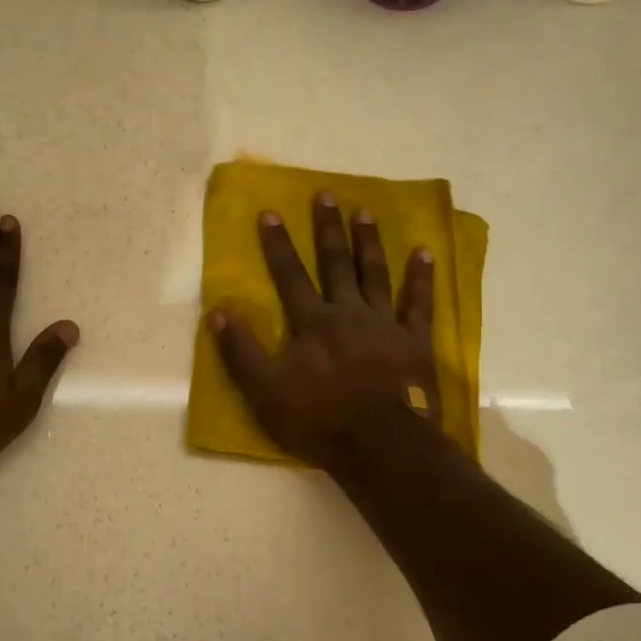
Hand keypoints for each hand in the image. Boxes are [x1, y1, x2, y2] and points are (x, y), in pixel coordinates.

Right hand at [209, 191, 438, 471]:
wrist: (381, 445)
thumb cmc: (319, 420)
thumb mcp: (265, 392)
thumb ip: (241, 352)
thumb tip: (216, 313)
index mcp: (312, 323)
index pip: (290, 276)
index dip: (278, 244)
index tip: (270, 212)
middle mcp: (348, 313)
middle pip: (335, 264)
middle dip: (328, 228)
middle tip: (326, 194)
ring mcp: (385, 324)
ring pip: (375, 274)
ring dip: (369, 242)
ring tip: (366, 212)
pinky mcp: (415, 342)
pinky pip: (419, 303)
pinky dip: (421, 278)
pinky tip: (424, 253)